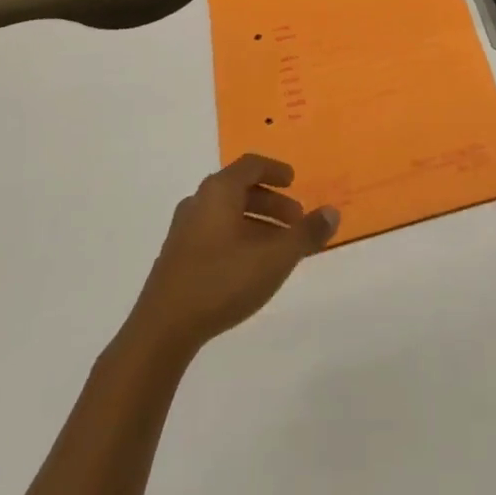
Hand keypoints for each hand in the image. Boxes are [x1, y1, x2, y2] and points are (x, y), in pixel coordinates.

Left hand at [128, 154, 338, 357]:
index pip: (251, 165)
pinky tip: (249, 266)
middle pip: (239, 189)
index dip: (275, 170)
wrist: (162, 329)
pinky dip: (237, 237)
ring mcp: (183, 230)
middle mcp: (199, 201)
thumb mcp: (275, 257)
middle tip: (295, 221)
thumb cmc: (222, 280)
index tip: (294, 181)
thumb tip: (332, 212)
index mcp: (219, 191)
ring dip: (255, 222)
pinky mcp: (176, 257)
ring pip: (226, 213)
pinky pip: (214, 233)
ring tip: (278, 247)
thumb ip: (306, 233)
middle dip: (271, 202)